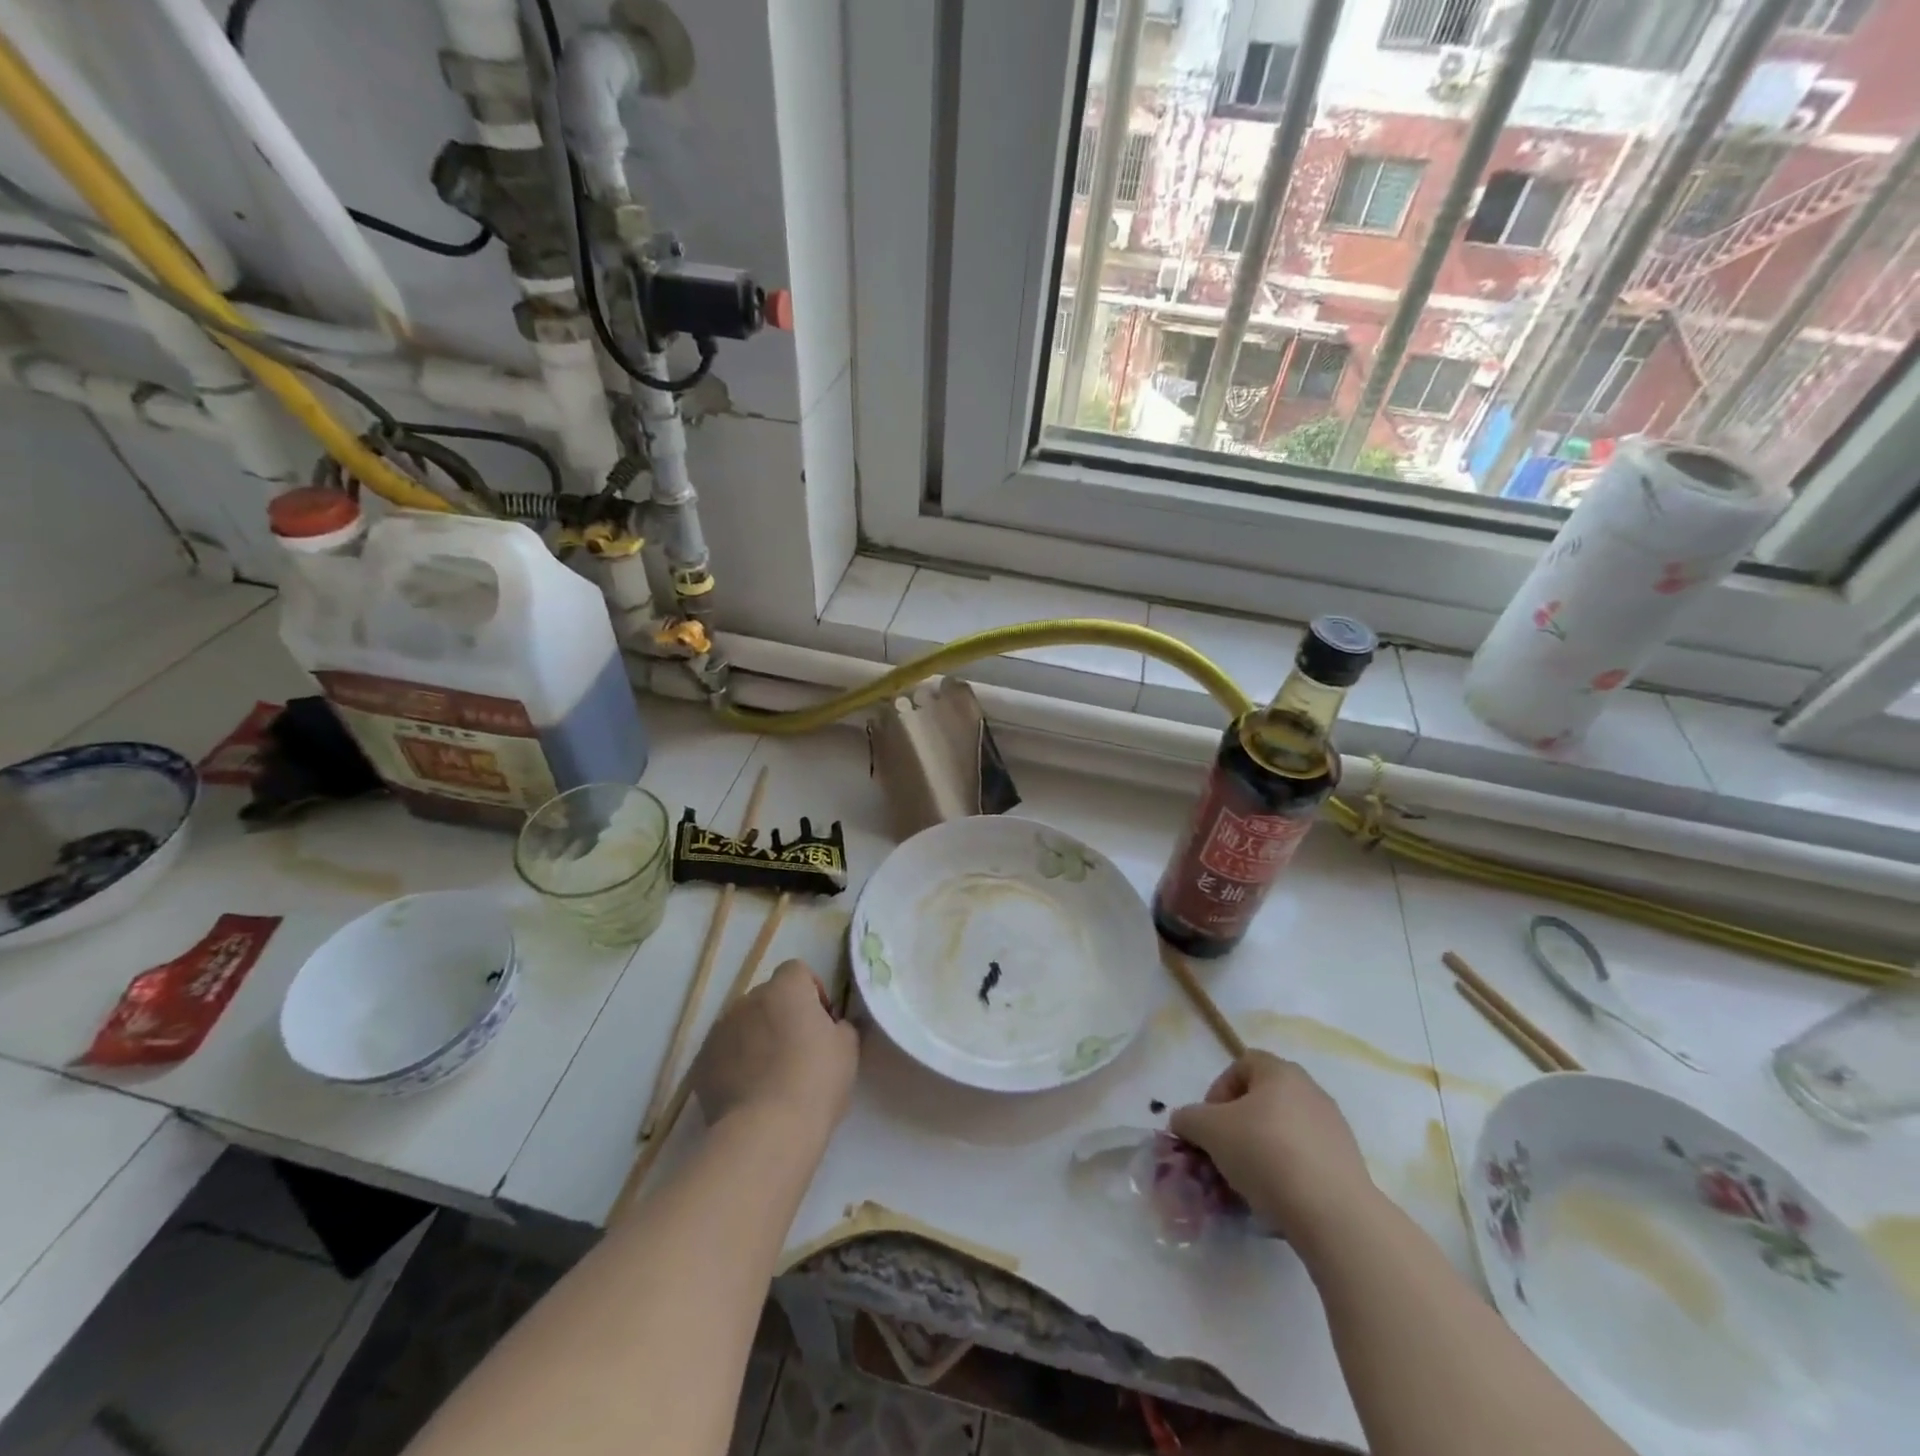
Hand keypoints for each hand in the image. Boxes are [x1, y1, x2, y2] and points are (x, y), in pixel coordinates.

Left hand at [690, 959, 858, 1135]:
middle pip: (768, 997)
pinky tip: (750, 1092)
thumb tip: (829, 1025)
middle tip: (798, 1051)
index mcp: (785, 989)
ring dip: (757, 1038)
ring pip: (744, 1024)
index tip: (820, 1022)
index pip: (797, 970)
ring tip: (770, 1076)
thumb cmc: (815, 1082)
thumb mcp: (847, 1049)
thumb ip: (839, 1026)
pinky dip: (736, 1063)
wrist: (766, 1132)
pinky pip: (725, 1052)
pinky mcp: (702, 1062)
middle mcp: (748, 1000)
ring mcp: (720, 1030)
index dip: (811, 991)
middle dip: (782, 1015)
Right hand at [1170, 1051, 1375, 1243]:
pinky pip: (1304, 1160)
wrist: (1333, 1214)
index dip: (1219, 1090)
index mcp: (1281, 1072)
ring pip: (1282, 1133)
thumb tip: (1184, 1122)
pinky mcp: (1347, 1166)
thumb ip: (1188, 1119)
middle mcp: (1311, 1092)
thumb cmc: (1265, 1153)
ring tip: (1244, 1183)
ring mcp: (1333, 1129)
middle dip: (1237, 1126)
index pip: (1242, 1064)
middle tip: (1223, 1153)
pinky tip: (1274, 1199)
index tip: (1209, 1123)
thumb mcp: (1209, 1130)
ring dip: (1259, 1151)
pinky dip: (1286, 1174)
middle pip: (1263, 1101)